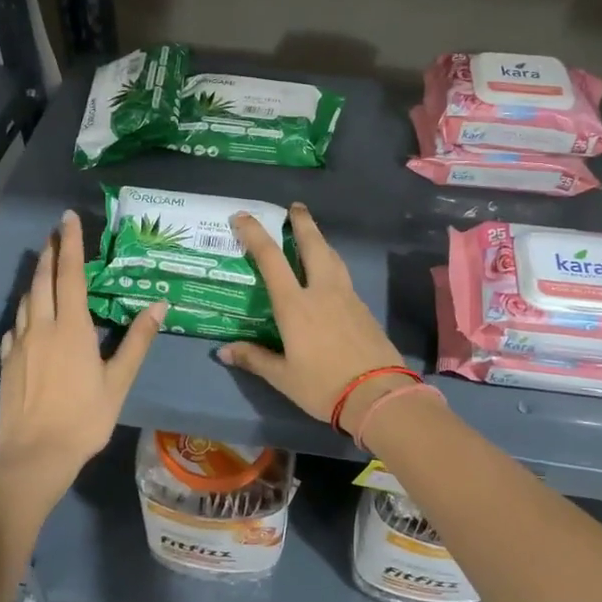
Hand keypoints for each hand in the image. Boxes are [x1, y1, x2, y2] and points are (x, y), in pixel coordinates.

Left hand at [0, 211, 162, 486]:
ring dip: (36, 280)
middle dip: (50, 253)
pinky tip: (28, 319)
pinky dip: (24, 313)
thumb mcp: (119, 381)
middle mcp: (41, 327)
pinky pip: (15, 327)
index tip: (67, 218)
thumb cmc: (84, 418)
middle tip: (55, 233)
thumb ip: (137, 340)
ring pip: (26, 301)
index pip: (71, 275)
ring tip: (45, 269)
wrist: (35, 456)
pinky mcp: (7, 363)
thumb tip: (160, 304)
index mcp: (71, 328)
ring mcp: (19, 345)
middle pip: (43, 281)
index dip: (71, 244)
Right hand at [219, 203, 409, 437]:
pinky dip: (332, 263)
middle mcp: (321, 291)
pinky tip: (329, 273)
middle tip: (295, 207)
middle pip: (312, 245)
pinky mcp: (363, 308)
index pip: (271, 259)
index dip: (255, 233)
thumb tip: (224, 352)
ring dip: (320, 240)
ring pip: (333, 257)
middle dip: (302, 222)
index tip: (243, 216)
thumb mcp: (283, 377)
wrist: (378, 395)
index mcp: (295, 305)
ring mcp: (346, 297)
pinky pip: (343, 275)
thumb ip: (254, 359)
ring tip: (312, 234)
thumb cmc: (323, 385)